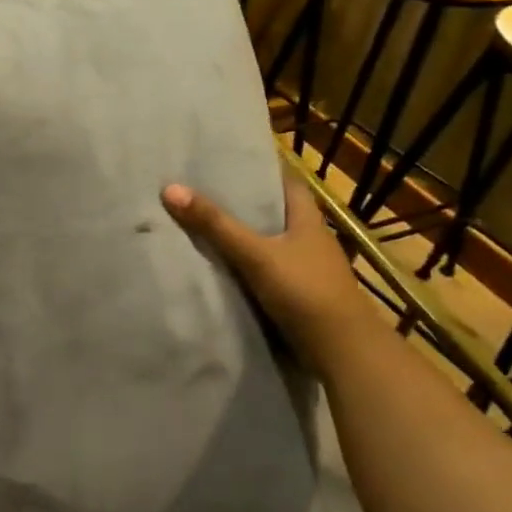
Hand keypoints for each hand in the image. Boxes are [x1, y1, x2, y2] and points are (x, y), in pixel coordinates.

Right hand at [162, 176, 371, 364]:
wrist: (341, 351)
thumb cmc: (305, 291)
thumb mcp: (255, 254)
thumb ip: (215, 225)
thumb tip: (170, 188)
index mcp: (308, 219)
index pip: (286, 182)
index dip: (260, 169)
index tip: (227, 160)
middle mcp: (308, 240)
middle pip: (273, 212)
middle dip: (242, 203)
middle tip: (201, 191)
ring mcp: (305, 269)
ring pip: (267, 243)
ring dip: (241, 237)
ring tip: (201, 224)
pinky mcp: (297, 296)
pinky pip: (264, 271)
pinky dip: (244, 266)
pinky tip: (218, 266)